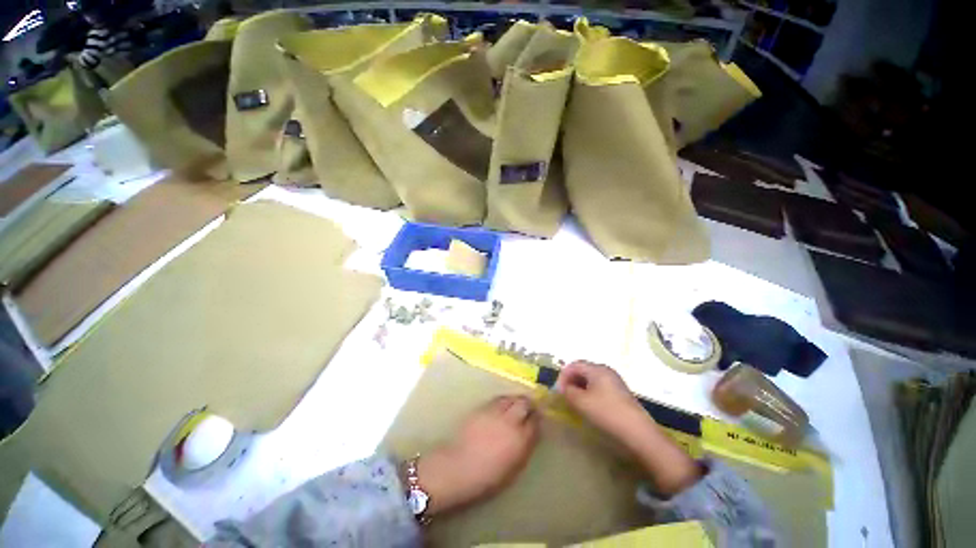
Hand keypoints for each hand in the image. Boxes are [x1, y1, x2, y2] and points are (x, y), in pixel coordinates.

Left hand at [416, 395, 539, 515]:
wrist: (459, 467)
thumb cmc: (487, 477)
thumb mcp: (513, 468)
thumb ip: (524, 448)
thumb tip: (530, 435)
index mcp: (520, 439)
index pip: (535, 422)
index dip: (537, 419)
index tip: (538, 419)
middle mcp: (510, 421)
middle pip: (524, 403)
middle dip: (529, 404)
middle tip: (529, 408)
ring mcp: (495, 412)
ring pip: (511, 398)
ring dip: (516, 400)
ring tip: (516, 405)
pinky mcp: (483, 407)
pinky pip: (498, 399)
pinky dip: (504, 401)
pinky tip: (502, 406)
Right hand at [554, 361, 656, 450]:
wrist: (638, 433)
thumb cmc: (607, 413)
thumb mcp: (581, 402)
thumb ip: (568, 392)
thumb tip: (564, 388)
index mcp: (597, 369)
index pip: (574, 365)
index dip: (563, 376)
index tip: (558, 391)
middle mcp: (606, 371)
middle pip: (583, 370)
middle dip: (571, 381)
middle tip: (564, 395)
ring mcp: (615, 381)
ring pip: (591, 379)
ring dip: (579, 387)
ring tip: (574, 401)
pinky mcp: (620, 393)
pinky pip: (599, 387)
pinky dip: (589, 392)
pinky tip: (588, 406)